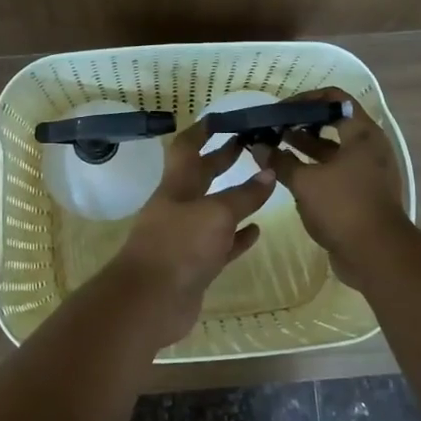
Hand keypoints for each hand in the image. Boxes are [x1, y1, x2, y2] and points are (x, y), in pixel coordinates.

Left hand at [110, 121, 277, 345]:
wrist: (150, 302)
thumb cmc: (179, 246)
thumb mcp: (216, 214)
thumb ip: (244, 195)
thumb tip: (269, 173)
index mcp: (176, 186)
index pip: (187, 149)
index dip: (202, 131)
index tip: (221, 118)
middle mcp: (179, 207)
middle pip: (202, 177)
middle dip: (222, 160)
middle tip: (249, 146)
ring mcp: (186, 238)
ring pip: (214, 211)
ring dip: (235, 199)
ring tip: (262, 185)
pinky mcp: (196, 266)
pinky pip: (221, 245)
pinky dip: (238, 237)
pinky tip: (256, 231)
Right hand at [261, 86, 411, 287]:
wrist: (377, 255)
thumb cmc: (343, 207)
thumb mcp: (305, 182)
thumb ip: (280, 161)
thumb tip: (258, 146)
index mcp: (362, 134)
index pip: (334, 99)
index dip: (305, 100)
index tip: (280, 110)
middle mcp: (369, 147)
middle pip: (333, 123)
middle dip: (302, 124)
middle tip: (274, 128)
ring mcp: (368, 171)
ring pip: (333, 149)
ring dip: (306, 146)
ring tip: (275, 148)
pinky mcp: (363, 193)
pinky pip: (336, 171)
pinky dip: (314, 168)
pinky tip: (290, 174)